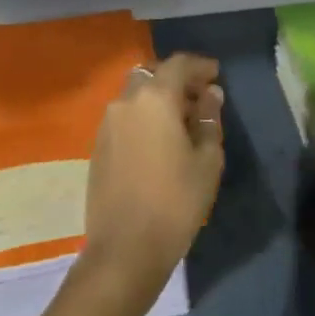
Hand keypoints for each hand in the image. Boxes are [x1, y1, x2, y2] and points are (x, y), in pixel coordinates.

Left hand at [79, 52, 224, 308]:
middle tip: (198, 98)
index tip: (216, 74)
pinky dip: (143, 116)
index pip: (179, 64)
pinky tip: (158, 141)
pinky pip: (125, 116)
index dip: (200, 66)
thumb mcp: (207, 161)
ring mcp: (108, 123)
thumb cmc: (175, 203)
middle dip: (176, 80)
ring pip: (135, 95)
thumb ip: (209, 120)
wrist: (124, 251)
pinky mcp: (98, 146)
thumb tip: (209, 95)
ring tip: (180, 122)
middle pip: (153, 74)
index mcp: (155, 98)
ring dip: (157, 98)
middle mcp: (127, 101)